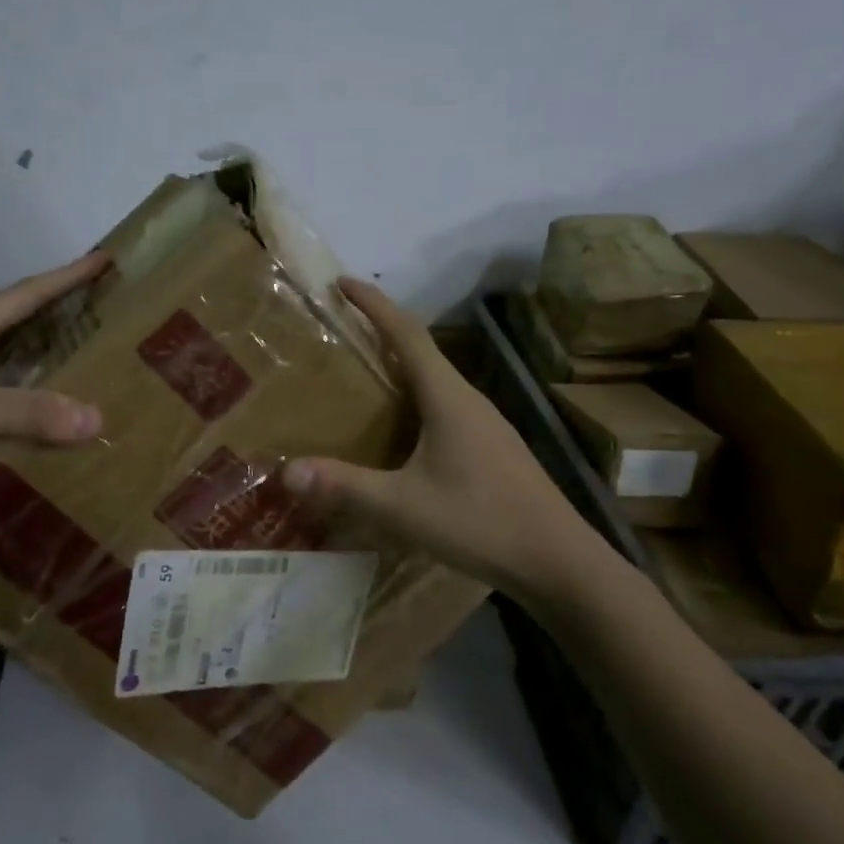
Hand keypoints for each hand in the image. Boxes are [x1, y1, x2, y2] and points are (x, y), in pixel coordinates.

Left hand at [0, 252, 109, 517]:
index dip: (65, 276)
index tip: (103, 259)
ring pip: (8, 343)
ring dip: (43, 336)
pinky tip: (46, 393)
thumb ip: (28, 412)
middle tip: (99, 296)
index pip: (24, 294)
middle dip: (57, 299)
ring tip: (83, 339)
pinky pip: (2, 375)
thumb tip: (95, 417)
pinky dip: (30, 375)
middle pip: (15, 310)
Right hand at [281, 279, 606, 602]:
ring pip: (435, 378)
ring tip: (362, 372)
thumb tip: (285, 470)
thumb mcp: (404, 506)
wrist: (558, 562)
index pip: (406, 333)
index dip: (374, 304)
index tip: (341, 282)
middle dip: (381, 329)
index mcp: (447, 397)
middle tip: (341, 327)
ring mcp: (485, 422)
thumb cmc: (481, 522)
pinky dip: (414, 396)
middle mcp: (468, 399)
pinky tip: (401, 427)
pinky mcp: (491, 446)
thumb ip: (345, 486)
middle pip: (420, 349)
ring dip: (399, 364)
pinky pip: (445, 404)